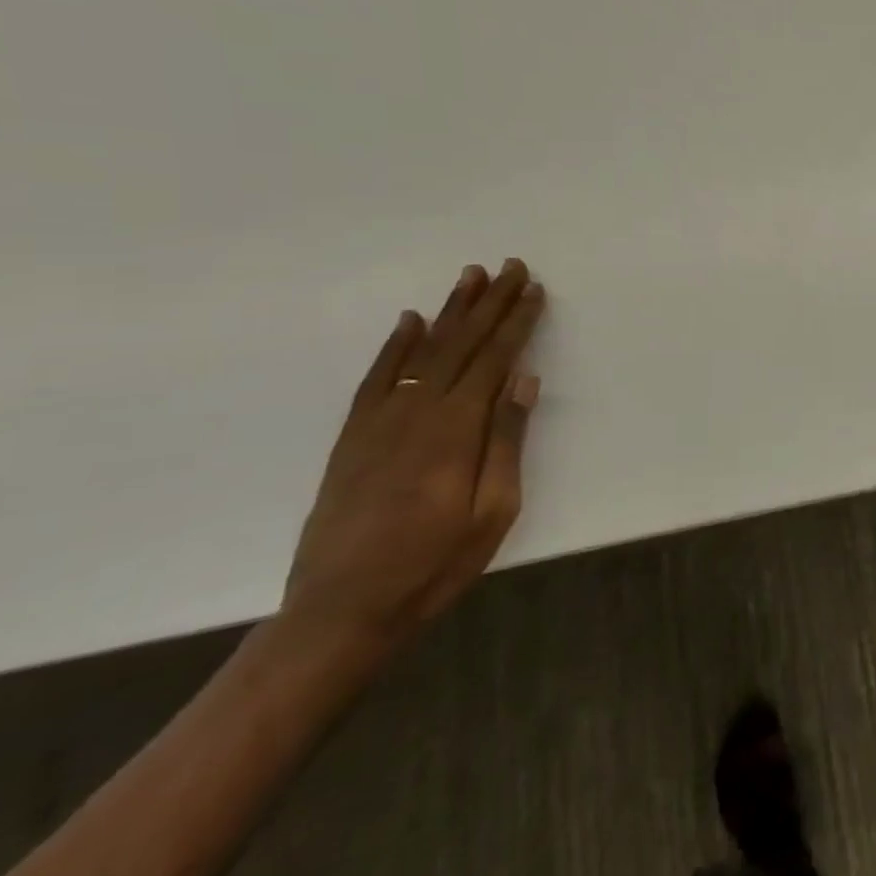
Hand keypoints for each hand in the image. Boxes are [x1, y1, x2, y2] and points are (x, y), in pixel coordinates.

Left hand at [282, 259, 546, 656]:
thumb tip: (522, 381)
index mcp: (456, 429)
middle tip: (511, 266)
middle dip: (490, 303)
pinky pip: (378, 377)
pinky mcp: (353, 436)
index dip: (517, 322)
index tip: (534, 290)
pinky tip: (410, 321)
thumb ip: (506, 442)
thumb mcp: (492, 512)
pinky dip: (396, 344)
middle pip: (460, 344)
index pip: (494, 359)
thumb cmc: (433, 565)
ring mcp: (379, 420)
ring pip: (421, 350)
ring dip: (449, 310)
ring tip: (470, 276)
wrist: (341, 609)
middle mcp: (417, 411)